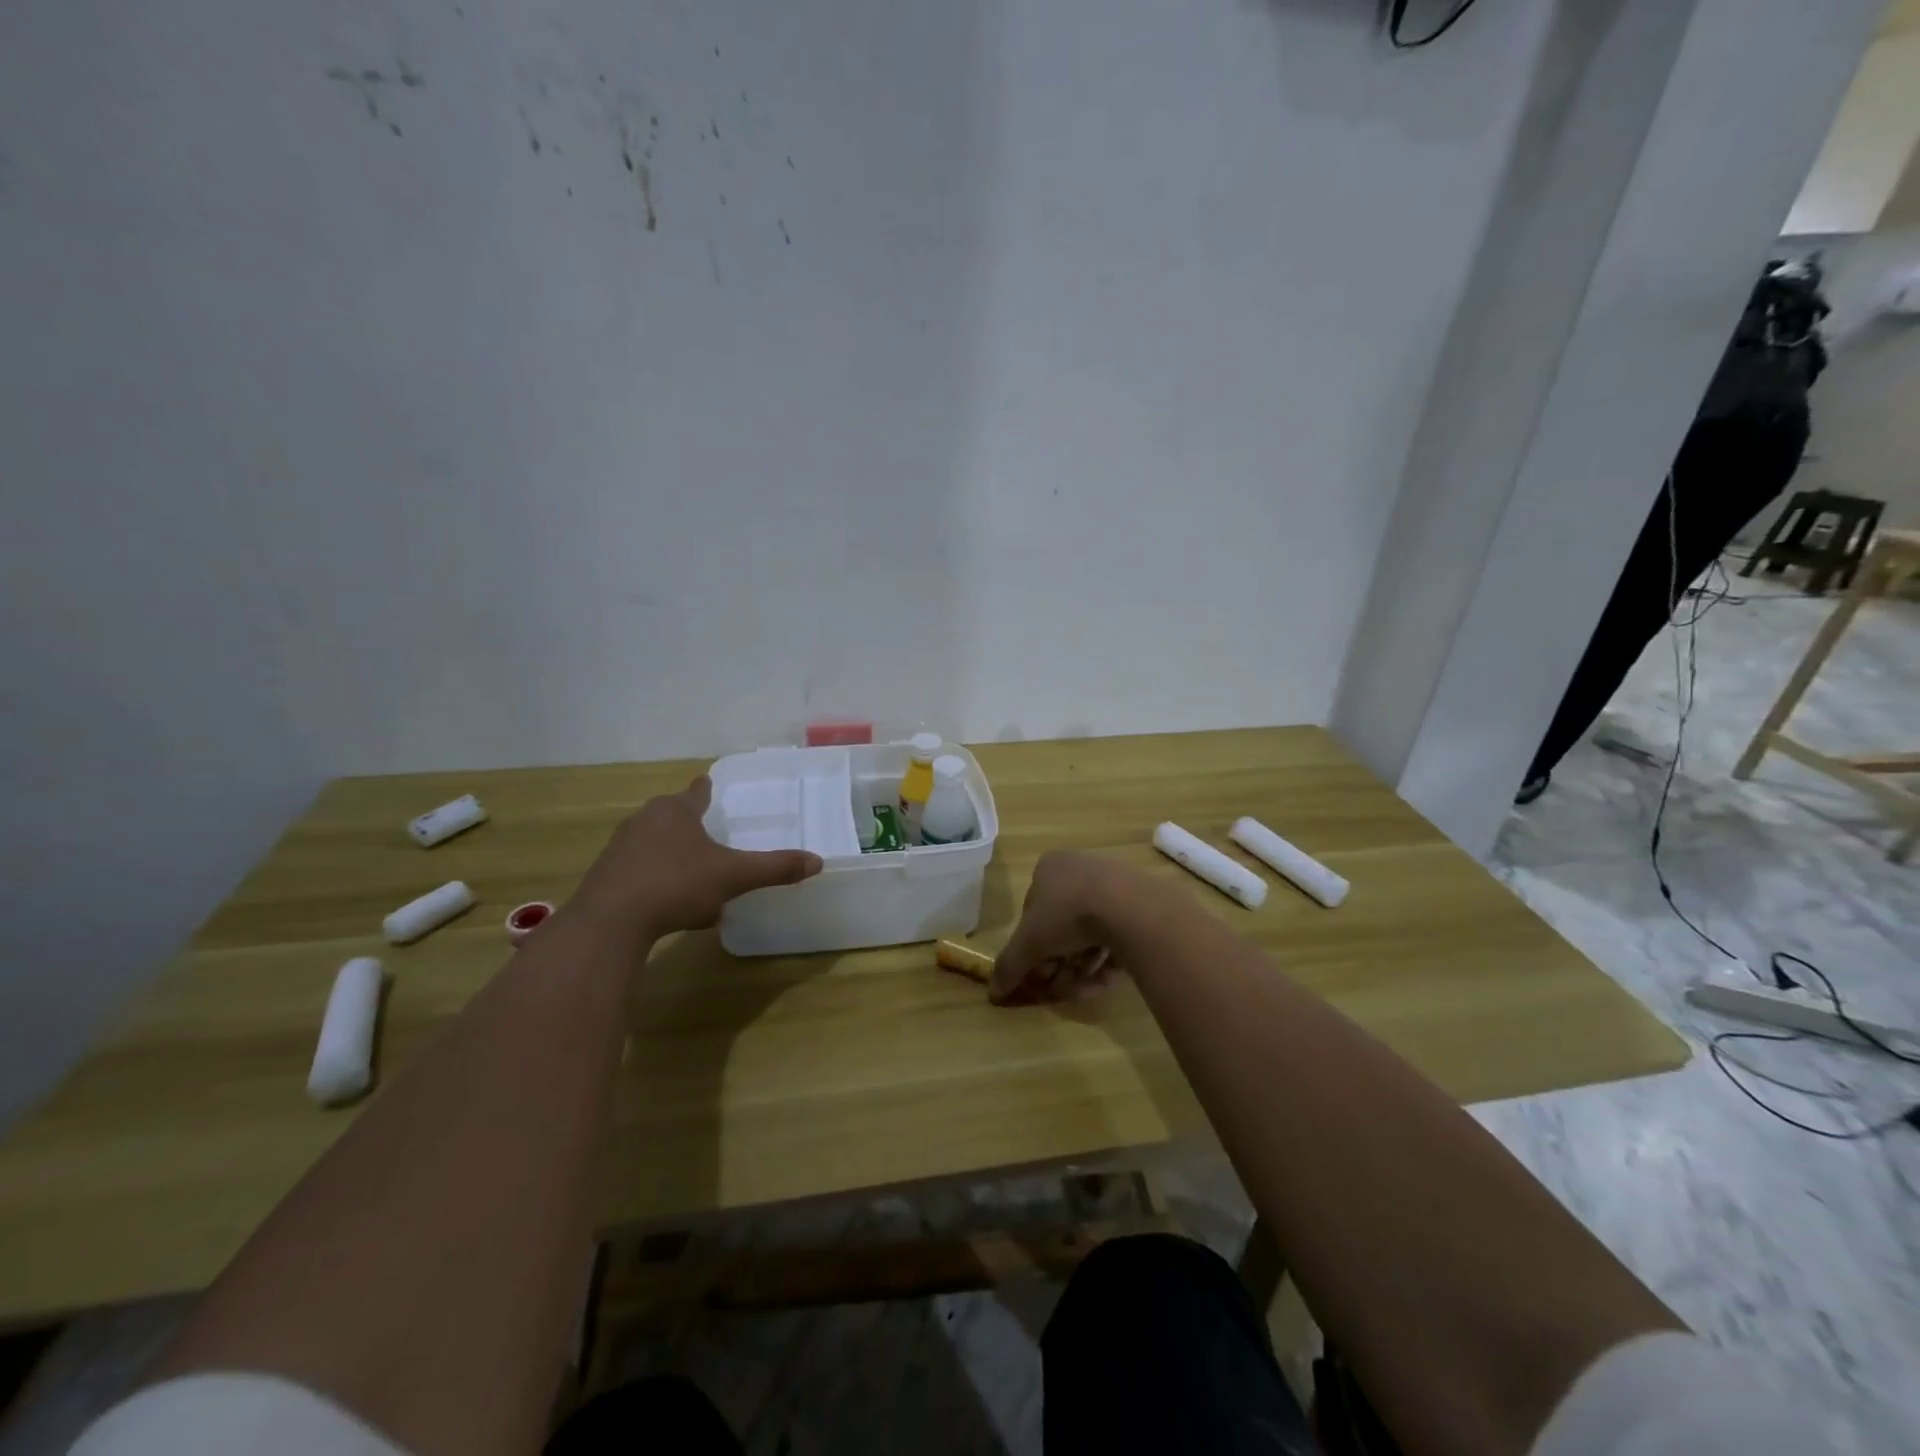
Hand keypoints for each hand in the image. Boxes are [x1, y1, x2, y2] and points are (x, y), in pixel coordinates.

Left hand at [569, 776, 822, 941]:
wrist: (610, 921)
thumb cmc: (676, 885)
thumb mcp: (733, 876)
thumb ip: (774, 868)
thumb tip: (818, 861)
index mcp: (676, 810)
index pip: (696, 791)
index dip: (706, 789)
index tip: (710, 785)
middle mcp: (645, 819)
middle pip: (672, 813)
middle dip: (688, 821)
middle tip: (709, 833)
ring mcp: (620, 846)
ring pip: (653, 840)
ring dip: (670, 850)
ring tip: (690, 869)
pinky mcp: (605, 874)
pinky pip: (637, 867)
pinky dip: (653, 876)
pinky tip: (666, 900)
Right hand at [989, 850, 1129, 1004]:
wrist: (1129, 907)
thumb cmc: (1068, 914)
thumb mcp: (1029, 943)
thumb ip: (1009, 966)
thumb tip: (993, 992)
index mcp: (1049, 869)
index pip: (1032, 912)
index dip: (1031, 947)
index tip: (1036, 973)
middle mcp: (1079, 870)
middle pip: (1062, 926)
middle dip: (1058, 962)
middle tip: (1058, 988)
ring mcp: (1112, 886)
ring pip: (1089, 934)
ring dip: (1081, 967)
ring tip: (1081, 990)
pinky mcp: (1139, 905)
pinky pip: (1116, 937)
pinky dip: (1106, 962)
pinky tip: (1104, 983)